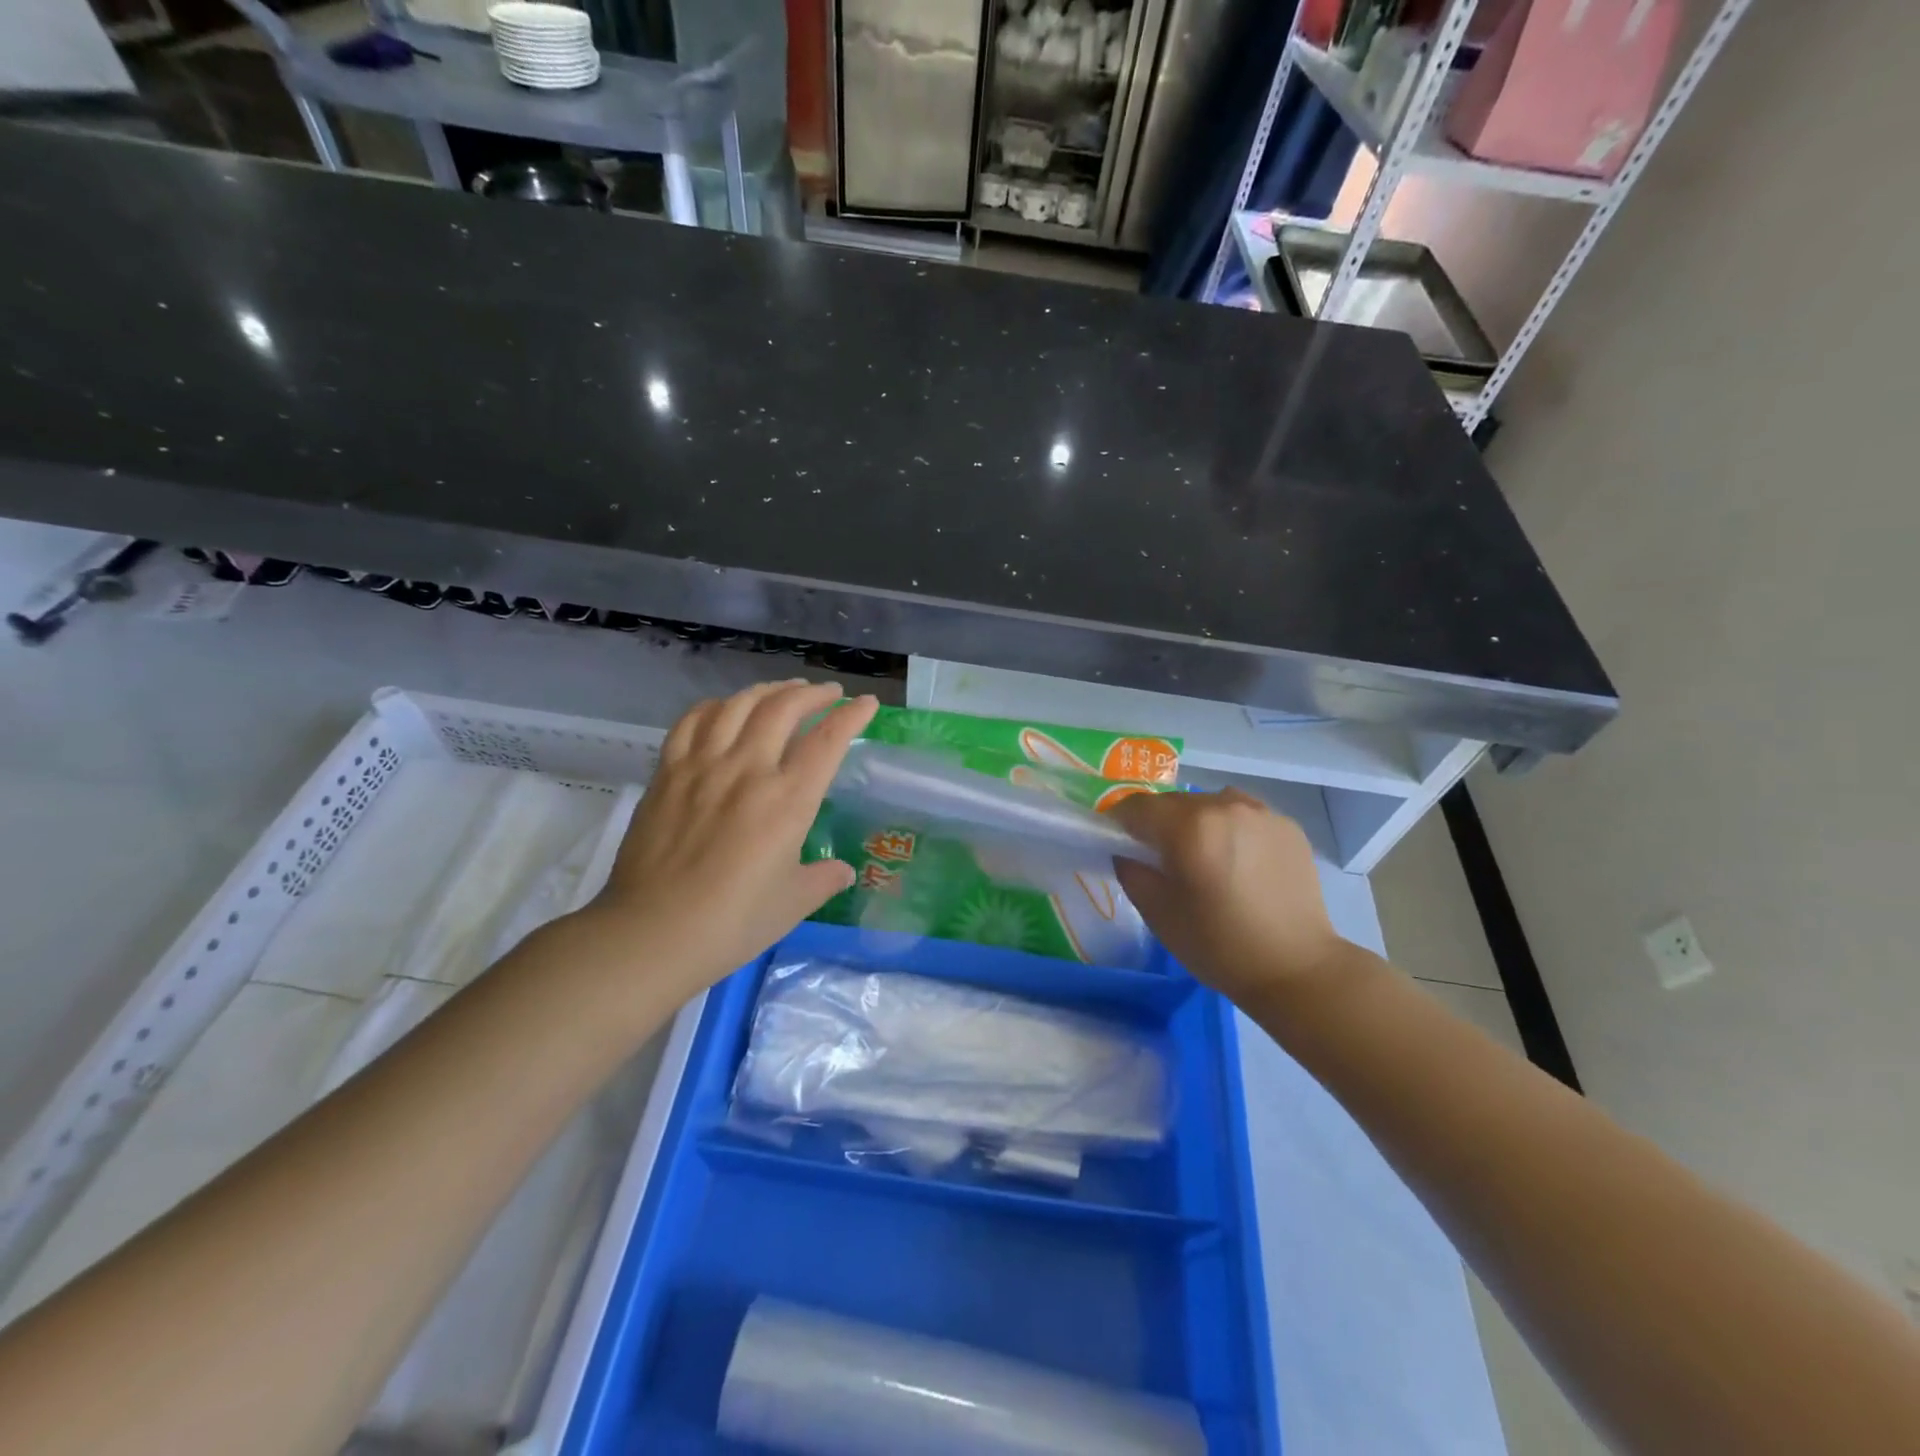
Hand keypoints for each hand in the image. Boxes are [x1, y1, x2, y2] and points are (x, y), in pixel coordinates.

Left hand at [581, 680, 877, 995]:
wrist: (651, 933)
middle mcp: (747, 769)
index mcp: (787, 800)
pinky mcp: (667, 772)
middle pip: (784, 708)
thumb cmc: (732, 923)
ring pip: (738, 704)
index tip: (867, 704)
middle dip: (813, 693)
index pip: (828, 740)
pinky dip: (716, 706)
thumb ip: (824, 879)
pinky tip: (726, 710)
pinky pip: (692, 721)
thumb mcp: (793, 903)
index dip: (852, 716)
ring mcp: (703, 766)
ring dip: (768, 690)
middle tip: (828, 694)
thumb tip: (843, 871)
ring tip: (783, 691)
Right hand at [1108, 789, 1346, 1000]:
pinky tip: (1238, 863)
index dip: (1120, 824)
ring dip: (1197, 823)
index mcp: (1189, 826)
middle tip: (1162, 860)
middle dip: (1160, 825)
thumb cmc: (1218, 945)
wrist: (1296, 968)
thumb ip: (1131, 870)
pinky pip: (1243, 814)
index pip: (1137, 807)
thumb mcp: (1158, 913)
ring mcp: (1261, 812)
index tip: (1120, 845)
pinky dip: (1230, 829)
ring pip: (1210, 804)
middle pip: (1174, 803)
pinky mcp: (1287, 825)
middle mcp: (1225, 806)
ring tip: (1204, 859)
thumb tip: (1126, 851)